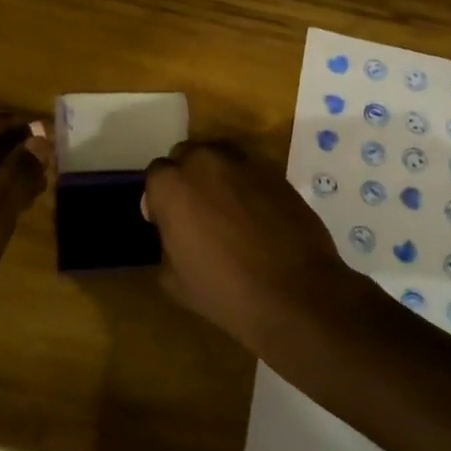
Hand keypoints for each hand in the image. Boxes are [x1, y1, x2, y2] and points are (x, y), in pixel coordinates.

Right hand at [142, 140, 364, 357]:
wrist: (294, 294)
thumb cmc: (224, 290)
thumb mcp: (172, 279)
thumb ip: (165, 242)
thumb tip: (174, 232)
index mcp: (172, 185)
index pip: (156, 174)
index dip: (159, 198)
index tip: (166, 221)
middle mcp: (205, 162)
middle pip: (187, 156)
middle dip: (187, 177)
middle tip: (196, 211)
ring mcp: (244, 163)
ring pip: (220, 158)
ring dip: (217, 176)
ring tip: (228, 210)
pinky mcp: (276, 173)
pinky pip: (251, 172)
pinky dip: (248, 186)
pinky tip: (257, 216)